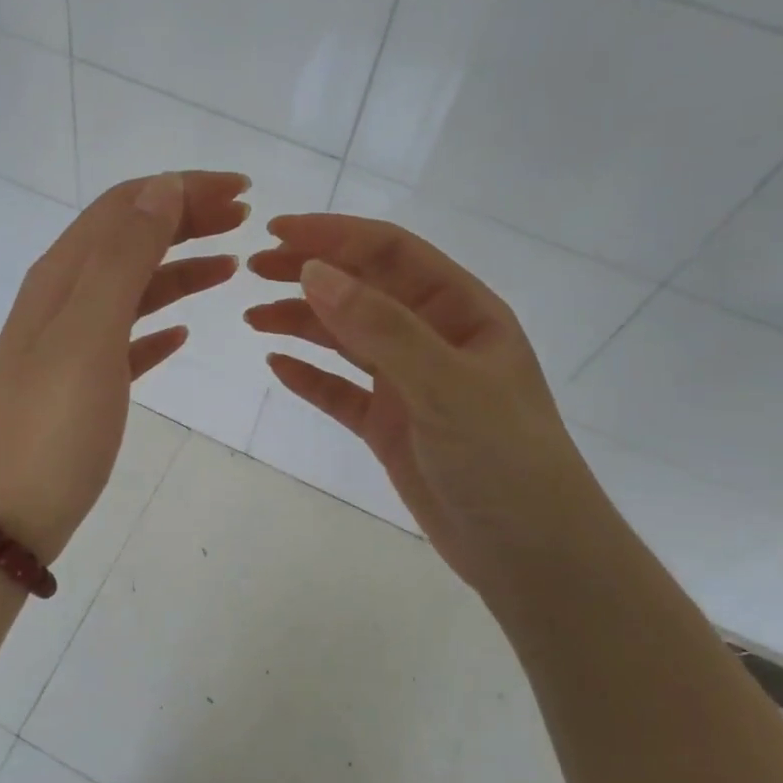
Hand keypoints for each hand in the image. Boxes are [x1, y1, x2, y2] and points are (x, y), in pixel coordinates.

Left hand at [0, 171, 250, 562]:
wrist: (9, 514)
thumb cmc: (53, 424)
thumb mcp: (89, 332)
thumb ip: (123, 257)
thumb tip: (160, 188)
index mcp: (62, 277)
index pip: (125, 207)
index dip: (181, 189)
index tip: (242, 192)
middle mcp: (63, 300)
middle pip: (129, 239)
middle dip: (186, 219)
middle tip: (245, 220)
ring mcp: (72, 344)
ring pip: (134, 288)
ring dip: (181, 268)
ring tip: (231, 267)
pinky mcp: (84, 385)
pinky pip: (129, 338)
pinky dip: (160, 324)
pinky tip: (185, 333)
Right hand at [246, 214, 605, 591]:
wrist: (530, 552)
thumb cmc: (503, 458)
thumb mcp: (445, 384)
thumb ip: (381, 328)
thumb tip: (314, 272)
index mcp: (462, 311)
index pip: (391, 253)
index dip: (335, 235)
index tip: (277, 230)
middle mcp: (434, 338)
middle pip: (363, 289)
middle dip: (310, 273)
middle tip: (253, 269)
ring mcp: (410, 383)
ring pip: (346, 338)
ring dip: (301, 321)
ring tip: (253, 316)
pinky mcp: (390, 425)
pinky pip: (341, 391)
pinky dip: (309, 376)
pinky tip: (277, 365)